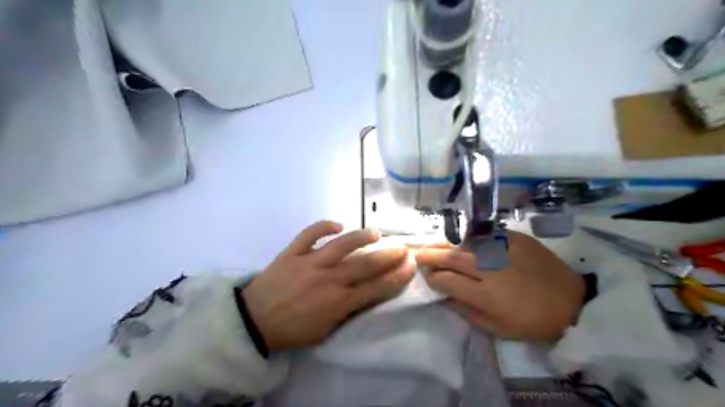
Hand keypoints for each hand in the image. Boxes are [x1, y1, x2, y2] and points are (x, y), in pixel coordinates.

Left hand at [241, 222, 412, 351]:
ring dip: (362, 237)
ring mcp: (310, 262)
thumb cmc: (292, 330)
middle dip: (389, 256)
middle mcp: (329, 279)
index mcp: (338, 302)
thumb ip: (347, 312)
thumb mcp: (324, 332)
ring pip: (342, 245)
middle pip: (366, 265)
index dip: (397, 277)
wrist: (254, 321)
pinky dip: (323, 226)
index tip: (410, 266)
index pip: (376, 288)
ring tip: (377, 233)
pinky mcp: (292, 252)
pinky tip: (337, 224)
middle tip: (403, 248)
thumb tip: (364, 294)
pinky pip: (309, 234)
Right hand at [416, 230, 584, 340]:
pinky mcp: (515, 238)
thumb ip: (466, 311)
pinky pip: (484, 235)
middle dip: (431, 255)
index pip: (447, 280)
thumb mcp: (498, 328)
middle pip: (452, 257)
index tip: (427, 277)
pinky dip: (468, 237)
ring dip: (444, 243)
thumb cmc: (533, 321)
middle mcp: (490, 267)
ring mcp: (503, 249)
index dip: (433, 278)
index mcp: (486, 294)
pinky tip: (460, 239)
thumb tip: (443, 297)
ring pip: (465, 243)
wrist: (572, 301)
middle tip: (418, 254)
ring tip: (432, 244)